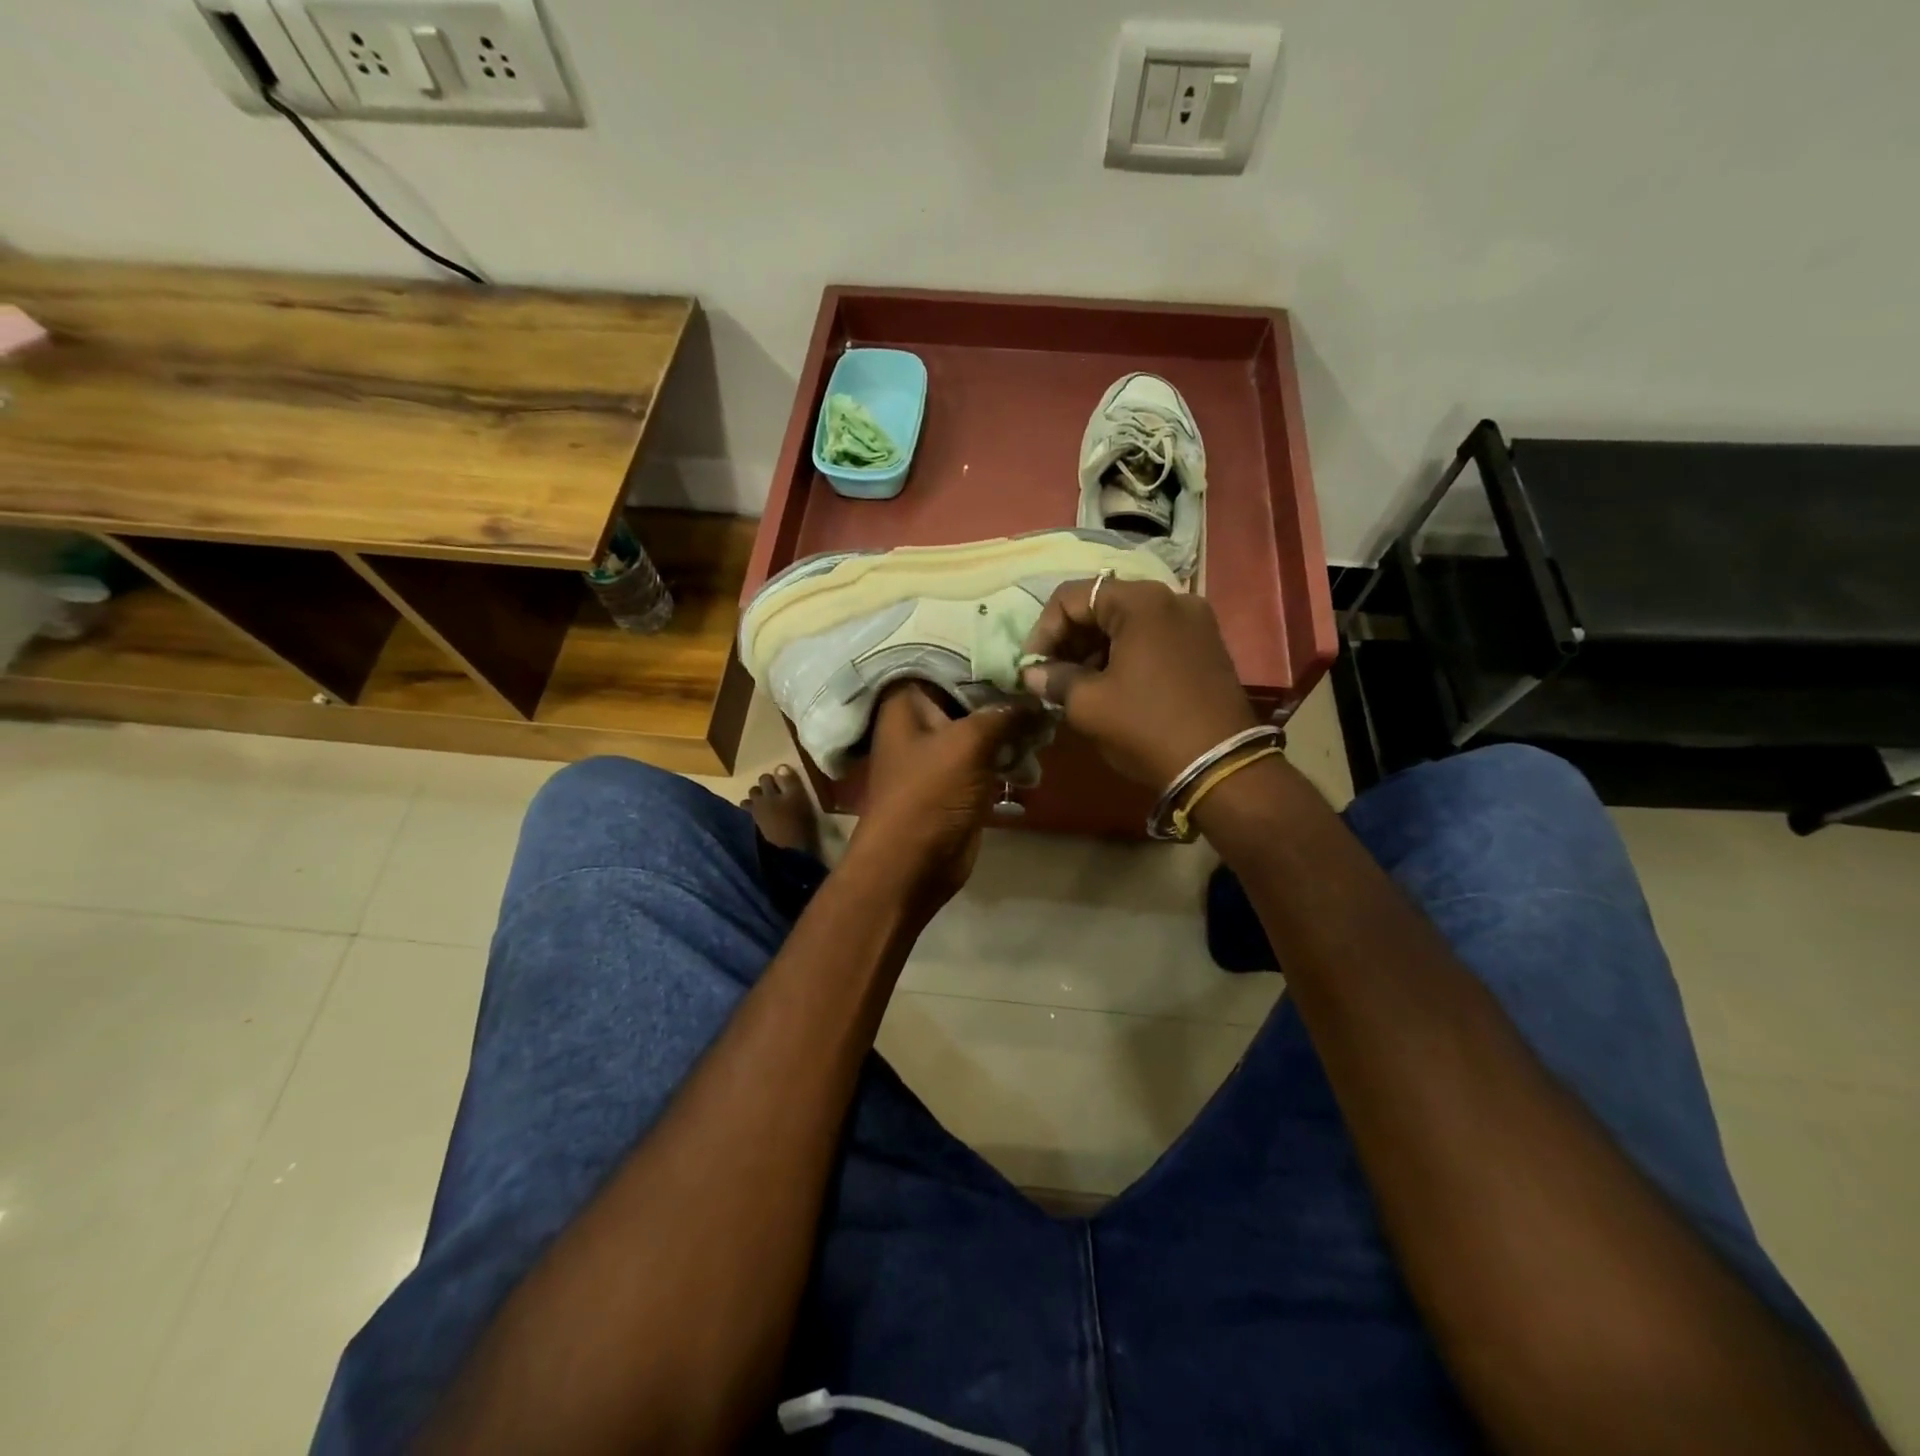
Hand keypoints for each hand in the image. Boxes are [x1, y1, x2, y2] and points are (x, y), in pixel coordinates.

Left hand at [845, 682, 1041, 921]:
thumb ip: (1006, 714)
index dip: (987, 659)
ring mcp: (940, 753)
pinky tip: (1037, 757)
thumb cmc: (930, 795)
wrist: (911, 865)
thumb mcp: (968, 743)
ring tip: (1048, 728)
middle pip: (971, 697)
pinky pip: (989, 759)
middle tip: (1047, 691)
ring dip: (1015, 731)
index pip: (950, 663)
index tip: (1027, 653)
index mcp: (908, 702)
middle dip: (1008, 699)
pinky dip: (1010, 758)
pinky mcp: (958, 782)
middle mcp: (921, 721)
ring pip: (984, 730)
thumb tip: (1039, 698)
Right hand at [1020, 578, 1256, 790]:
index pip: (1071, 597)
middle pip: (1102, 605)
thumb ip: (1054, 679)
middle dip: (1070, 639)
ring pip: (1128, 622)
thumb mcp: (1088, 704)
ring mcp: (1195, 621)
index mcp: (1141, 601)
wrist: (1219, 765)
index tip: (1031, 667)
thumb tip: (1032, 674)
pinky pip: (1153, 637)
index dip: (1043, 631)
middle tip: (1051, 676)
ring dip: (1095, 648)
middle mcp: (1171, 598)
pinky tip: (1111, 686)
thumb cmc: (1147, 726)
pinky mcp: (1206, 646)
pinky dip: (1125, 654)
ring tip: (1077, 685)